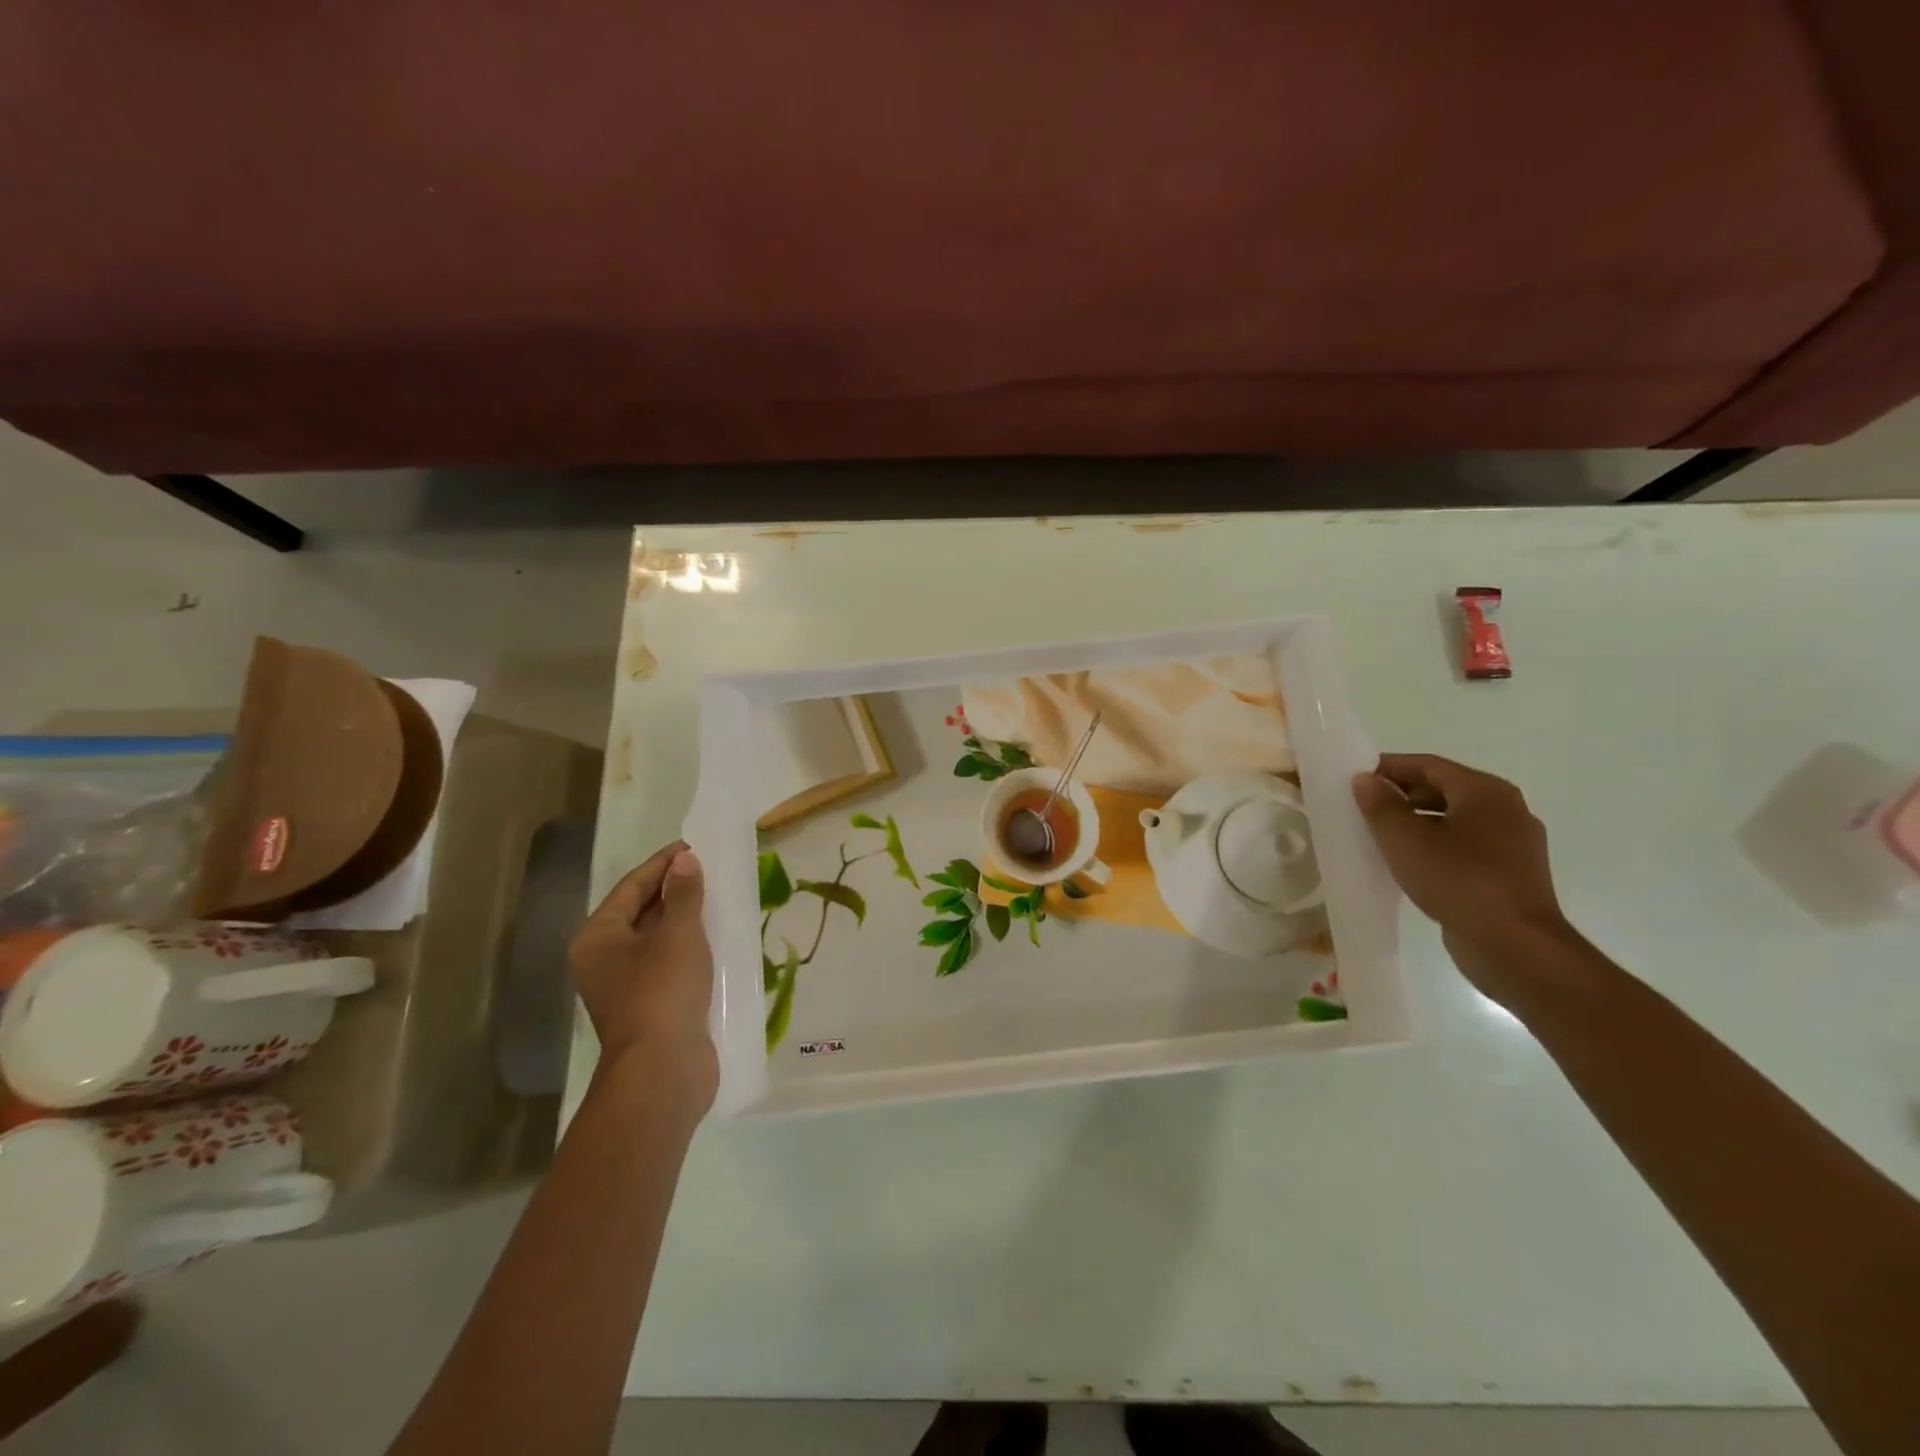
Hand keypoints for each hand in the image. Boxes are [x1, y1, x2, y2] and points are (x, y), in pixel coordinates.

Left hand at [568, 841, 717, 1116]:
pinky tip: (716, 938)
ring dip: (684, 919)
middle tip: (709, 869)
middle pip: (640, 912)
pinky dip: (690, 946)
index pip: (631, 887)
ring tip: (717, 897)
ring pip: (657, 939)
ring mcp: (626, 986)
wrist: (662, 1070)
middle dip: (674, 890)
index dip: (662, 864)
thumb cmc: (662, 991)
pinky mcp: (650, 1006)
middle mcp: (604, 960)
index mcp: (597, 938)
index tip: (693, 846)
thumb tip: (684, 861)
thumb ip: (683, 894)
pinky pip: (669, 963)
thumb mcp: (678, 933)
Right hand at [1351, 754, 1578, 997]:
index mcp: (1486, 791)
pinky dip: (1436, 846)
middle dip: (1402, 795)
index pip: (1428, 765)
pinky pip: (1466, 847)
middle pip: (1444, 789)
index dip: (1388, 767)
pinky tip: (1411, 864)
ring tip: (1380, 837)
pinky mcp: (1512, 875)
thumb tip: (1366, 779)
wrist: (1514, 946)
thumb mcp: (1405, 839)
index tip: (1355, 779)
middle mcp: (1507, 810)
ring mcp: (1515, 845)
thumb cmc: (1458, 880)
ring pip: (1455, 820)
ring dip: (1417, 822)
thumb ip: (1381, 805)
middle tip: (1363, 807)